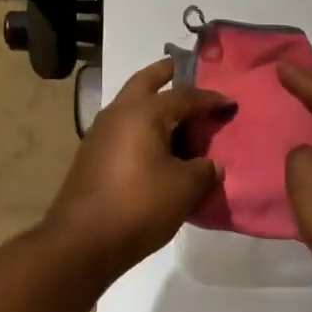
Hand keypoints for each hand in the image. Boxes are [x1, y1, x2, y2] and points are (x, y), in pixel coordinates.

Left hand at [42, 59, 231, 285]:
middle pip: (146, 82)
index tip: (229, 103)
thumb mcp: (184, 188)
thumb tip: (211, 164)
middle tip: (184, 70)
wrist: (81, 242)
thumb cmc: (138, 206)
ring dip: (153, 104)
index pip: (184, 96)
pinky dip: (143, 127)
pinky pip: (124, 129)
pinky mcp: (92, 155)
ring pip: (131, 105)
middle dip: (166, 73)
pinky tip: (157, 147)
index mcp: (143, 112)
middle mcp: (119, 113)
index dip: (209, 99)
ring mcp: (100, 133)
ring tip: (177, 116)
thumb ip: (204, 170)